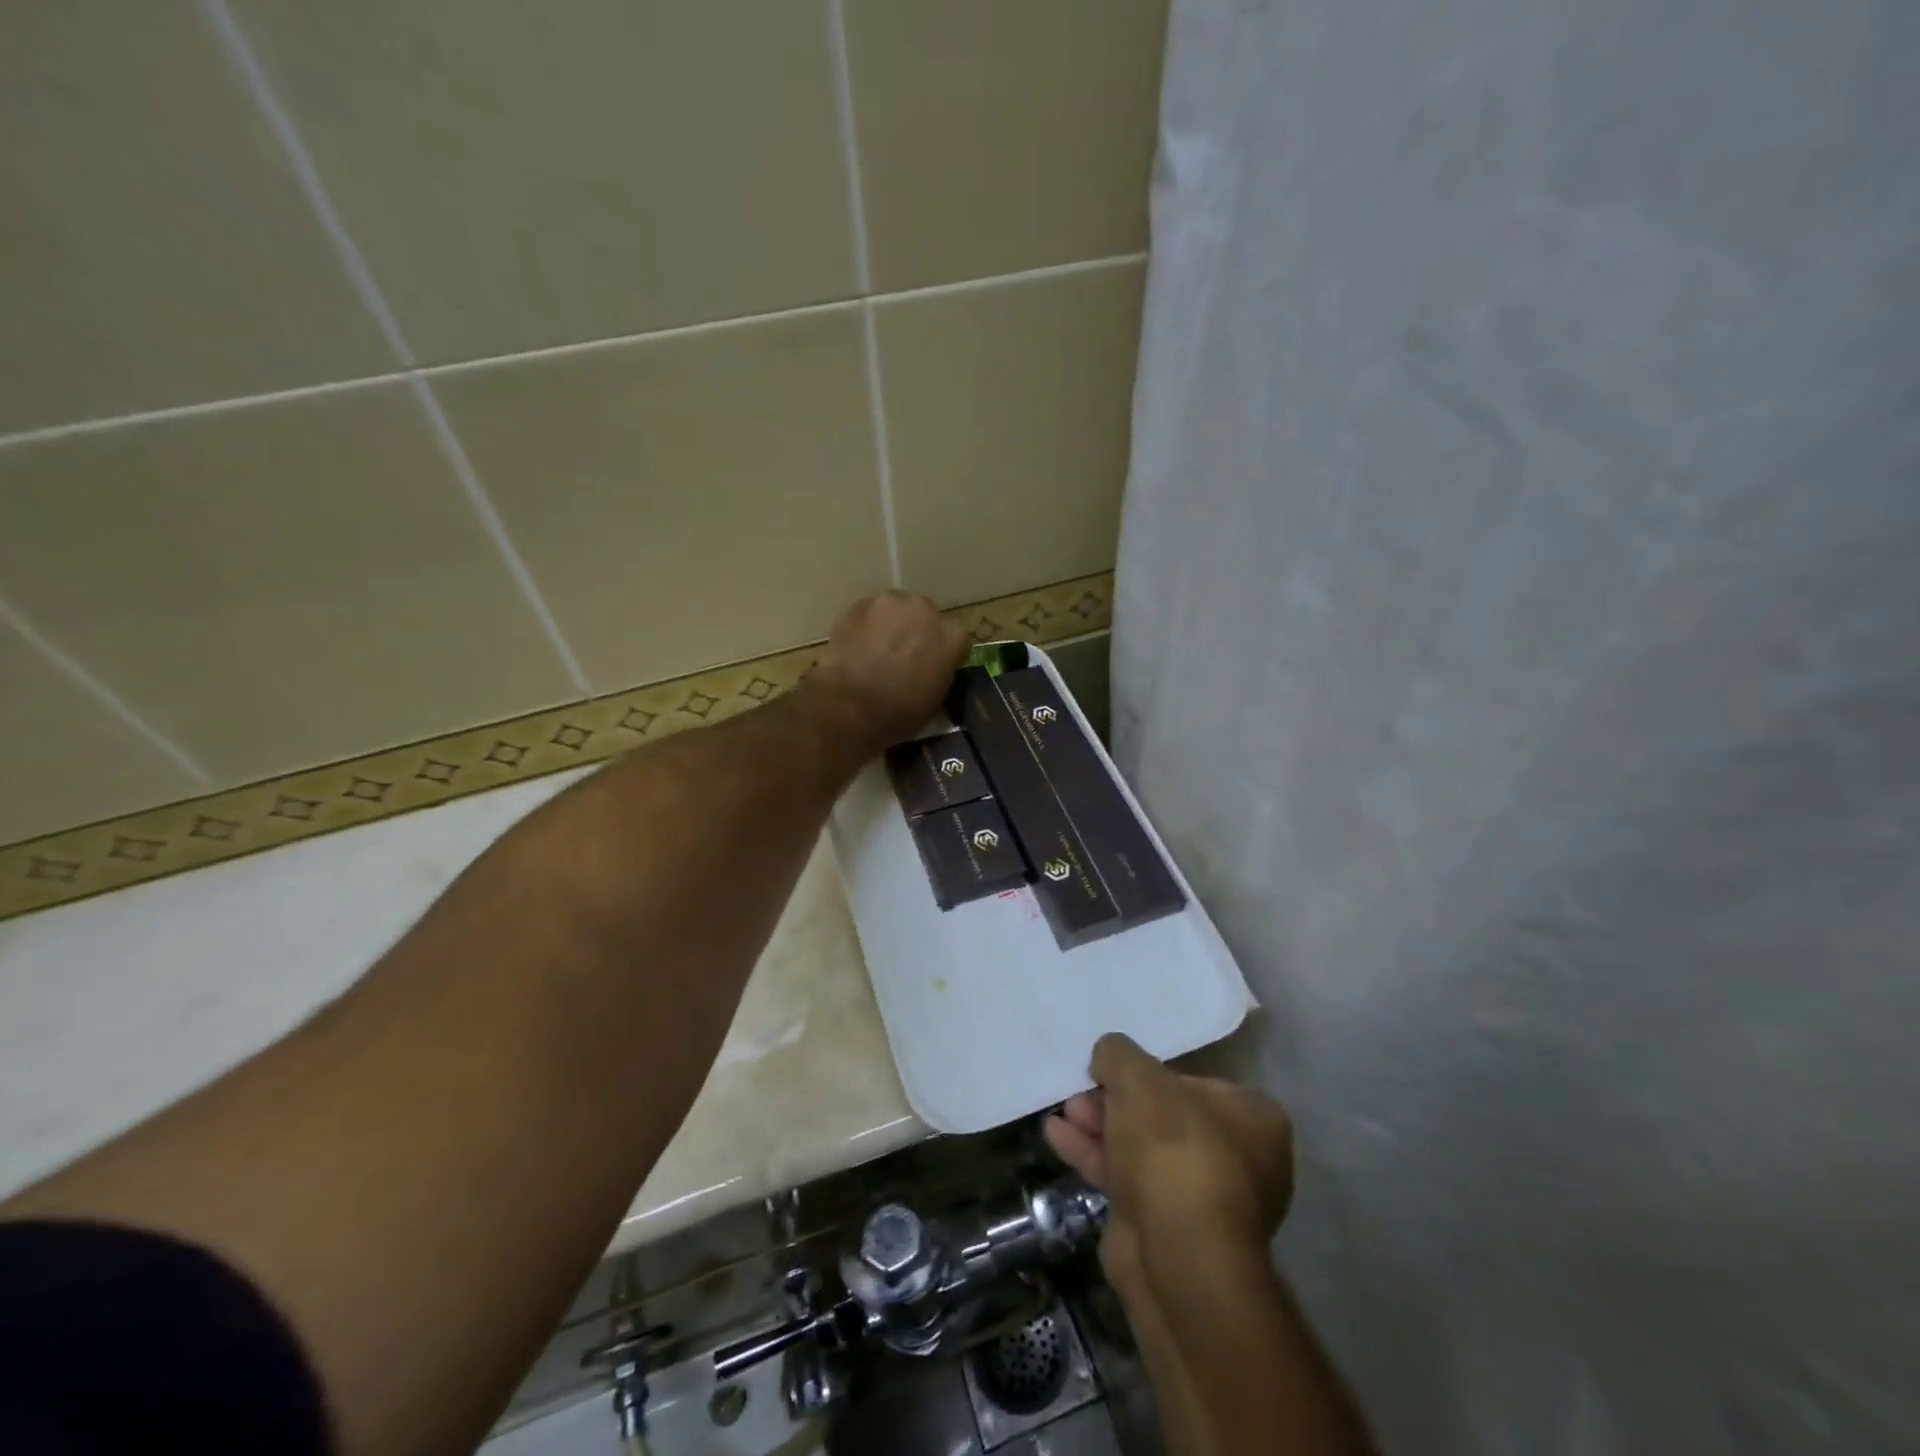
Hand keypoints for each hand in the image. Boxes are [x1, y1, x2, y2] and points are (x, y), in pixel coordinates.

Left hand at [807, 591, 968, 750]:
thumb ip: (938, 676)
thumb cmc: (899, 713)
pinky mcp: (859, 605)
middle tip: (902, 656)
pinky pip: (868, 613)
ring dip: (890, 624)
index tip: (933, 666)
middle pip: (925, 616)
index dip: (943, 653)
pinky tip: (856, 646)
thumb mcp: (934, 701)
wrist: (851, 705)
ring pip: (895, 610)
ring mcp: (891, 603)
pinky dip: (865, 626)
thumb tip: (929, 673)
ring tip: (876, 650)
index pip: (955, 639)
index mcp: (953, 636)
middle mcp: (926, 610)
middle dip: (916, 631)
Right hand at [1045, 1034, 1294, 1264]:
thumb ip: (1118, 1054)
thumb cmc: (1173, 1149)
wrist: (1178, 1258)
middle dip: (1116, 1102)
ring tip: (1064, 1110)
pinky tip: (1057, 1137)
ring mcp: (1204, 1200)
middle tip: (1082, 1089)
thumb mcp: (1138, 1078)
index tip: (1114, 1070)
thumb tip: (1108, 1054)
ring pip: (1143, 1150)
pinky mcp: (1169, 1231)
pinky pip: (1128, 1181)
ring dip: (1100, 1127)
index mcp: (1254, 1119)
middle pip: (1164, 1116)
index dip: (1149, 1073)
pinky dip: (1095, 1157)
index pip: (1195, 1081)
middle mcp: (1239, 1159)